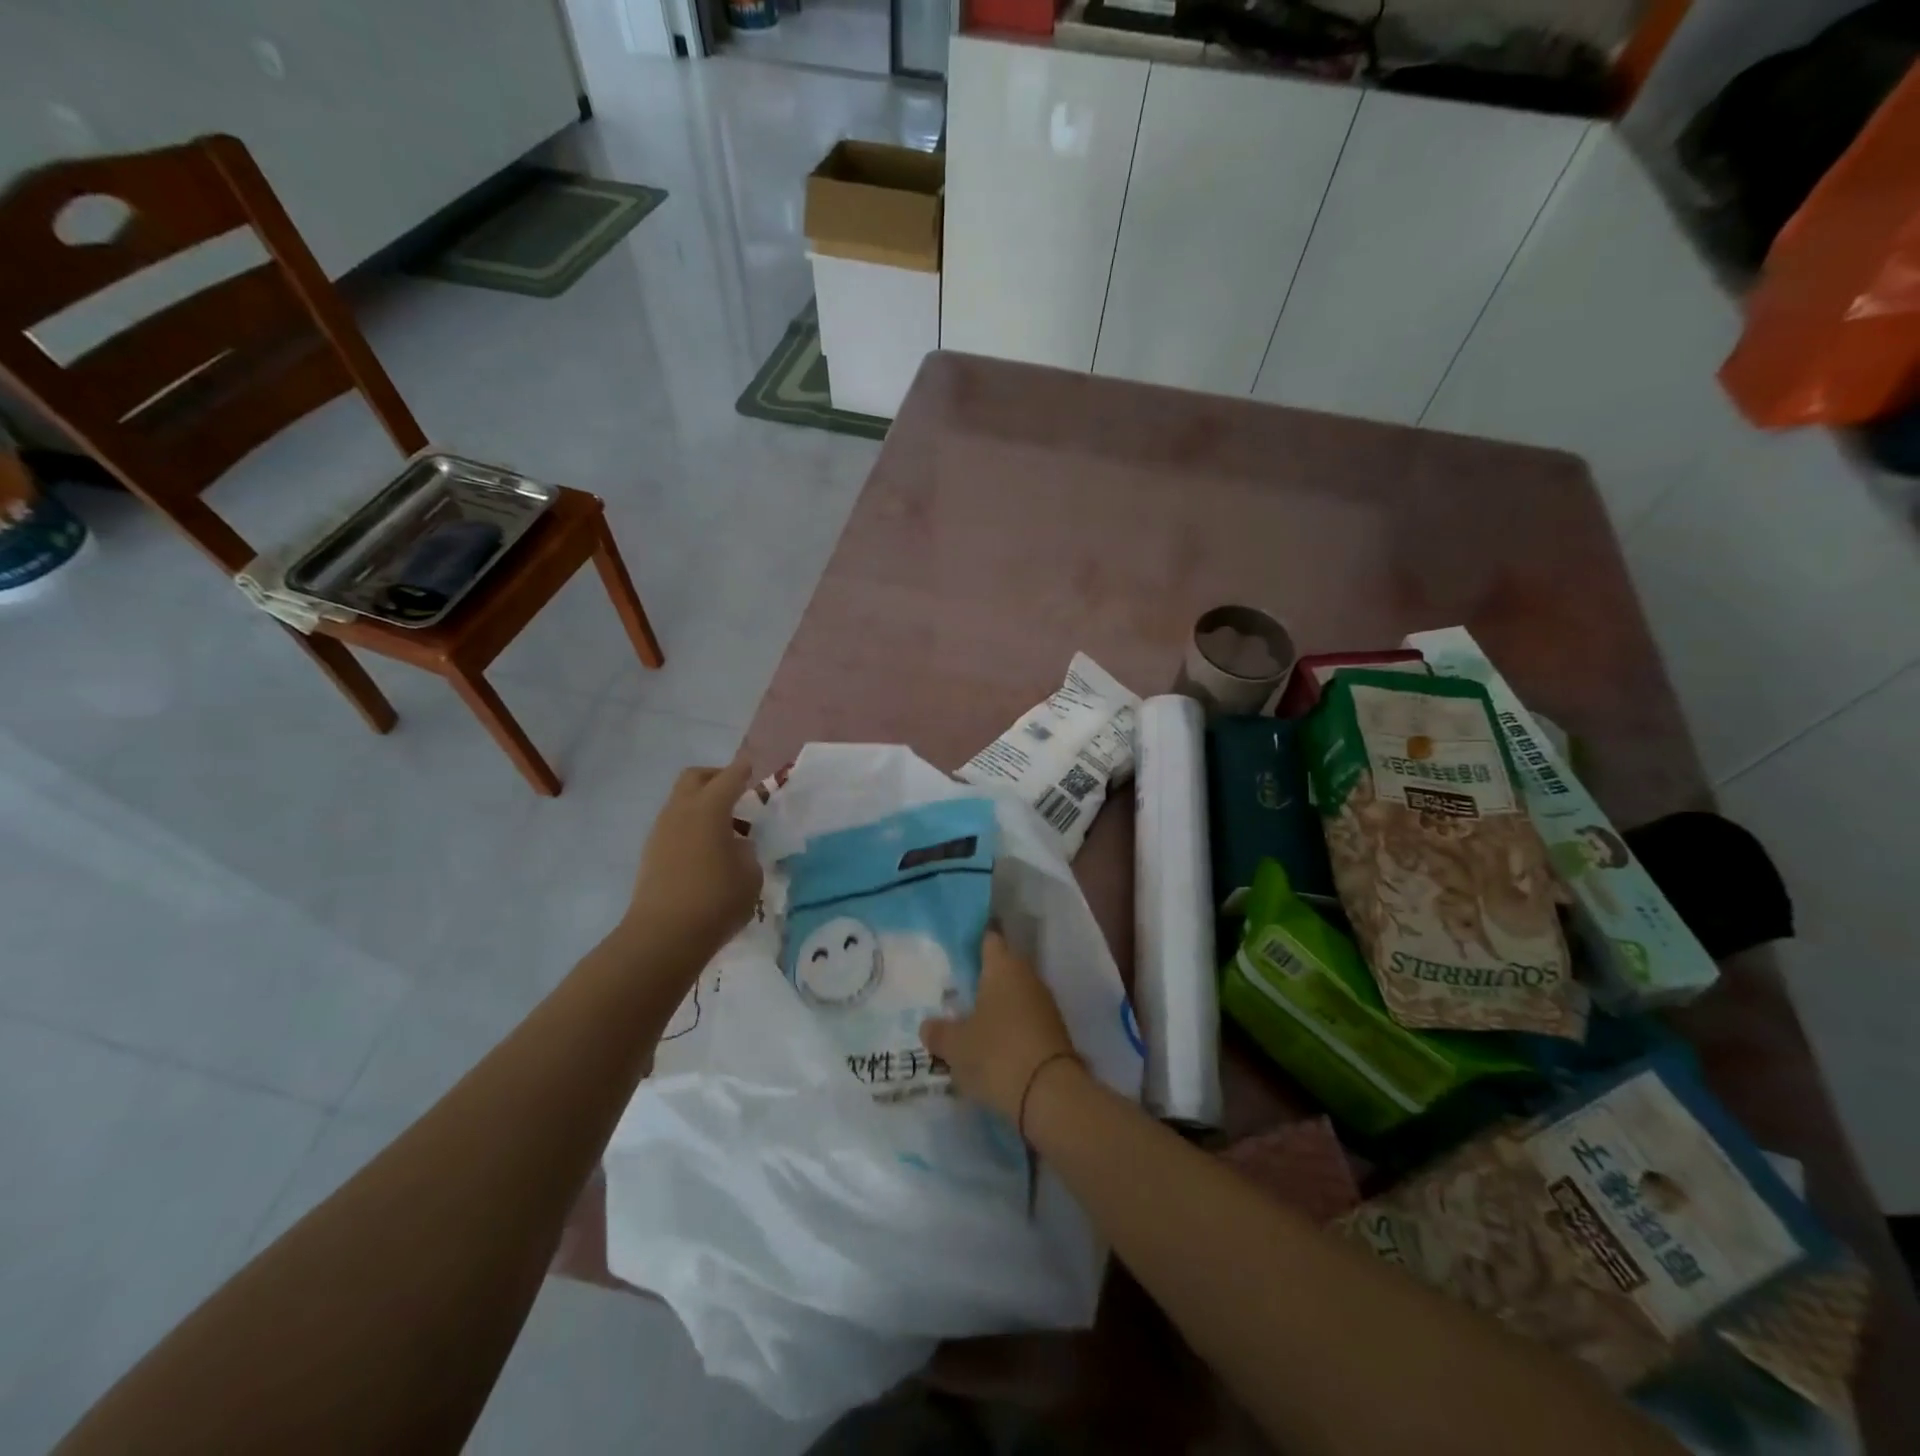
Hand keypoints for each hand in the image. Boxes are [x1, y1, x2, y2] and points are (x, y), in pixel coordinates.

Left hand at [626, 759, 762, 960]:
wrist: (663, 937)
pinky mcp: (651, 854)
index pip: (729, 778)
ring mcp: (661, 832)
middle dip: (716, 778)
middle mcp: (681, 812)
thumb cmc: (716, 900)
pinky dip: (692, 826)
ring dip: (702, 805)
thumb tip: (736, 846)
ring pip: (681, 802)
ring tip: (726, 829)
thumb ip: (747, 852)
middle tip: (737, 793)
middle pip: (695, 778)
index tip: (752, 766)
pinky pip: (674, 825)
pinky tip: (707, 851)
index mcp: (709, 809)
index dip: (743, 770)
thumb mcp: (750, 875)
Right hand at [921, 930, 1079, 1121]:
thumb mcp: (955, 1046)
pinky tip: (992, 1047)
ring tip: (970, 1024)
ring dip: (996, 1007)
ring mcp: (1045, 1004)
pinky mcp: (1055, 1032)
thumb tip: (928, 1026)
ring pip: (1014, 996)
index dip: (973, 942)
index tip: (956, 951)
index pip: (989, 939)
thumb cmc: (996, 1054)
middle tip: (955, 993)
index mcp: (1004, 966)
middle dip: (981, 980)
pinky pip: (1025, 1021)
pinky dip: (1010, 1029)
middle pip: (1002, 968)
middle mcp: (1028, 977)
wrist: (1051, 1095)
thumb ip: (938, 1032)